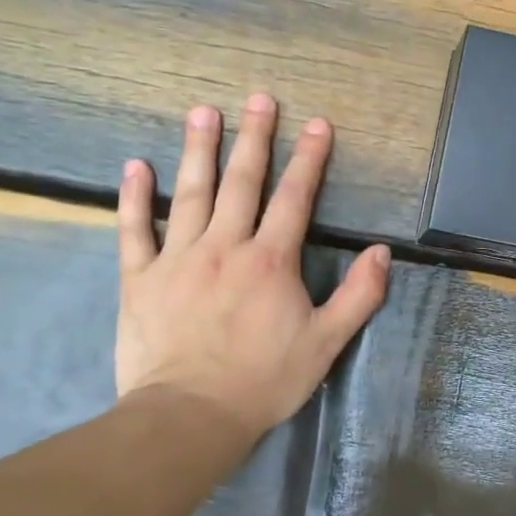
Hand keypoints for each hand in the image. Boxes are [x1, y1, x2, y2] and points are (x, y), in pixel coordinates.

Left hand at [115, 97, 389, 439]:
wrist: (190, 416)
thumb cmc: (264, 380)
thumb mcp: (326, 342)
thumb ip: (359, 295)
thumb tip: (381, 252)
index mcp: (271, 260)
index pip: (295, 198)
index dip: (310, 159)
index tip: (318, 124)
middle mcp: (225, 246)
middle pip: (242, 182)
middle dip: (255, 138)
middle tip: (259, 99)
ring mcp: (178, 259)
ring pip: (190, 194)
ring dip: (198, 150)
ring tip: (203, 112)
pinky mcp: (140, 279)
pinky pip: (135, 230)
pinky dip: (134, 197)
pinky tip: (135, 166)